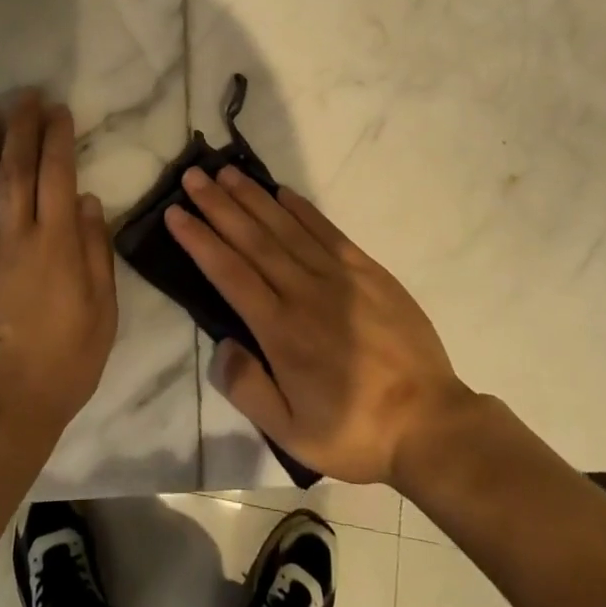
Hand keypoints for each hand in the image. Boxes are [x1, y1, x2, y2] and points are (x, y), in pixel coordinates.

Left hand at [0, 92, 117, 447]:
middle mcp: (13, 237)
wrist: (0, 412)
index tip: (57, 110)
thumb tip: (86, 199)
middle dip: (21, 128)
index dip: (57, 138)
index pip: (57, 175)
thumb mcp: (102, 312)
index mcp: (55, 244)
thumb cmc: (63, 364)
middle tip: (24, 96)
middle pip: (16, 170)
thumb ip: (94, 251)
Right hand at [164, 167, 469, 487]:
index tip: (176, 213)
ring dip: (253, 197)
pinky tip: (282, 192)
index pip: (229, 272)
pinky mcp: (368, 271)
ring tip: (226, 173)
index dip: (200, 240)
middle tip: (193, 176)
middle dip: (219, 205)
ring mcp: (339, 277)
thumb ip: (248, 388)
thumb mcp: (291, 433)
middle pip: (253, 239)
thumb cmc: (354, 431)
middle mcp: (304, 292)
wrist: (430, 422)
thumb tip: (221, 345)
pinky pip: (328, 231)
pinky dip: (302, 209)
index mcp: (280, 330)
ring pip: (286, 227)